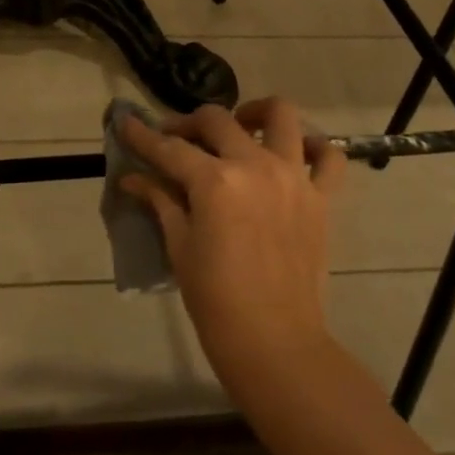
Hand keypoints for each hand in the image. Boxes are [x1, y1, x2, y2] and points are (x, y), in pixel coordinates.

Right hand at [120, 97, 344, 400]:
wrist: (274, 342)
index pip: (169, 148)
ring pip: (280, 116)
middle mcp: (255, 166)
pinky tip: (293, 152)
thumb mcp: (180, 246)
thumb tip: (132, 179)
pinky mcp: (320, 197)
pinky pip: (329, 157)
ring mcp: (293, 177)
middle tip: (174, 140)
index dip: (142, 135)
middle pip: (217, 120)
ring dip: (254, 113)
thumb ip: (160, 201)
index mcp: (215, 182)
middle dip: (188, 123)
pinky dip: (314, 145)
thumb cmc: (215, 299)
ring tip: (239, 127)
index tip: (125, 122)